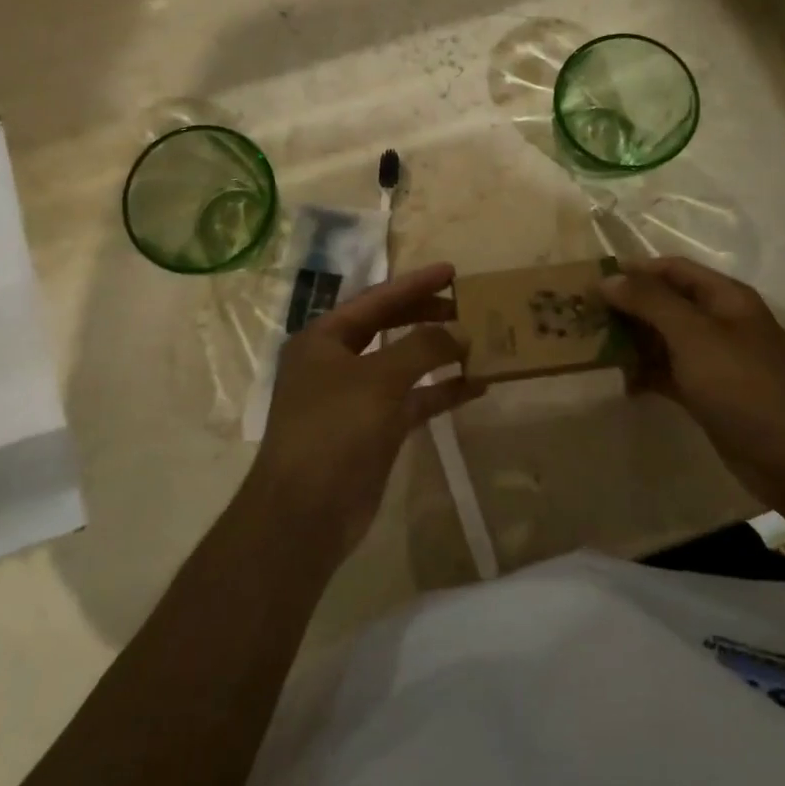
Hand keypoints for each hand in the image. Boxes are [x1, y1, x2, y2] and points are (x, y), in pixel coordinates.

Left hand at [248, 263, 483, 560]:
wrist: (305, 515)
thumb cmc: (334, 430)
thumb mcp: (378, 379)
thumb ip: (422, 347)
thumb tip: (459, 331)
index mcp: (324, 338)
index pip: (375, 299)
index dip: (414, 284)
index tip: (452, 271)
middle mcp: (337, 362)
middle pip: (389, 327)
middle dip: (428, 315)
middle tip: (468, 305)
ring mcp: (356, 398)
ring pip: (404, 364)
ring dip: (439, 354)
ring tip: (479, 340)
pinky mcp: (375, 430)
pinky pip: (413, 400)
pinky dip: (441, 392)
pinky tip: (476, 385)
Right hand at [603, 257, 784, 505]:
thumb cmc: (743, 385)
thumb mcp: (693, 335)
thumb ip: (650, 302)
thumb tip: (608, 279)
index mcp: (725, 297)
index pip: (672, 269)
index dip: (633, 271)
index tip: (591, 282)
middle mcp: (720, 322)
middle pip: (665, 303)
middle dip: (627, 307)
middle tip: (583, 316)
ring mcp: (715, 360)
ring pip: (664, 339)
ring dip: (632, 341)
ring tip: (591, 348)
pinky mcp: (708, 393)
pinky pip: (669, 372)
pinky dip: (645, 374)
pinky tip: (619, 382)